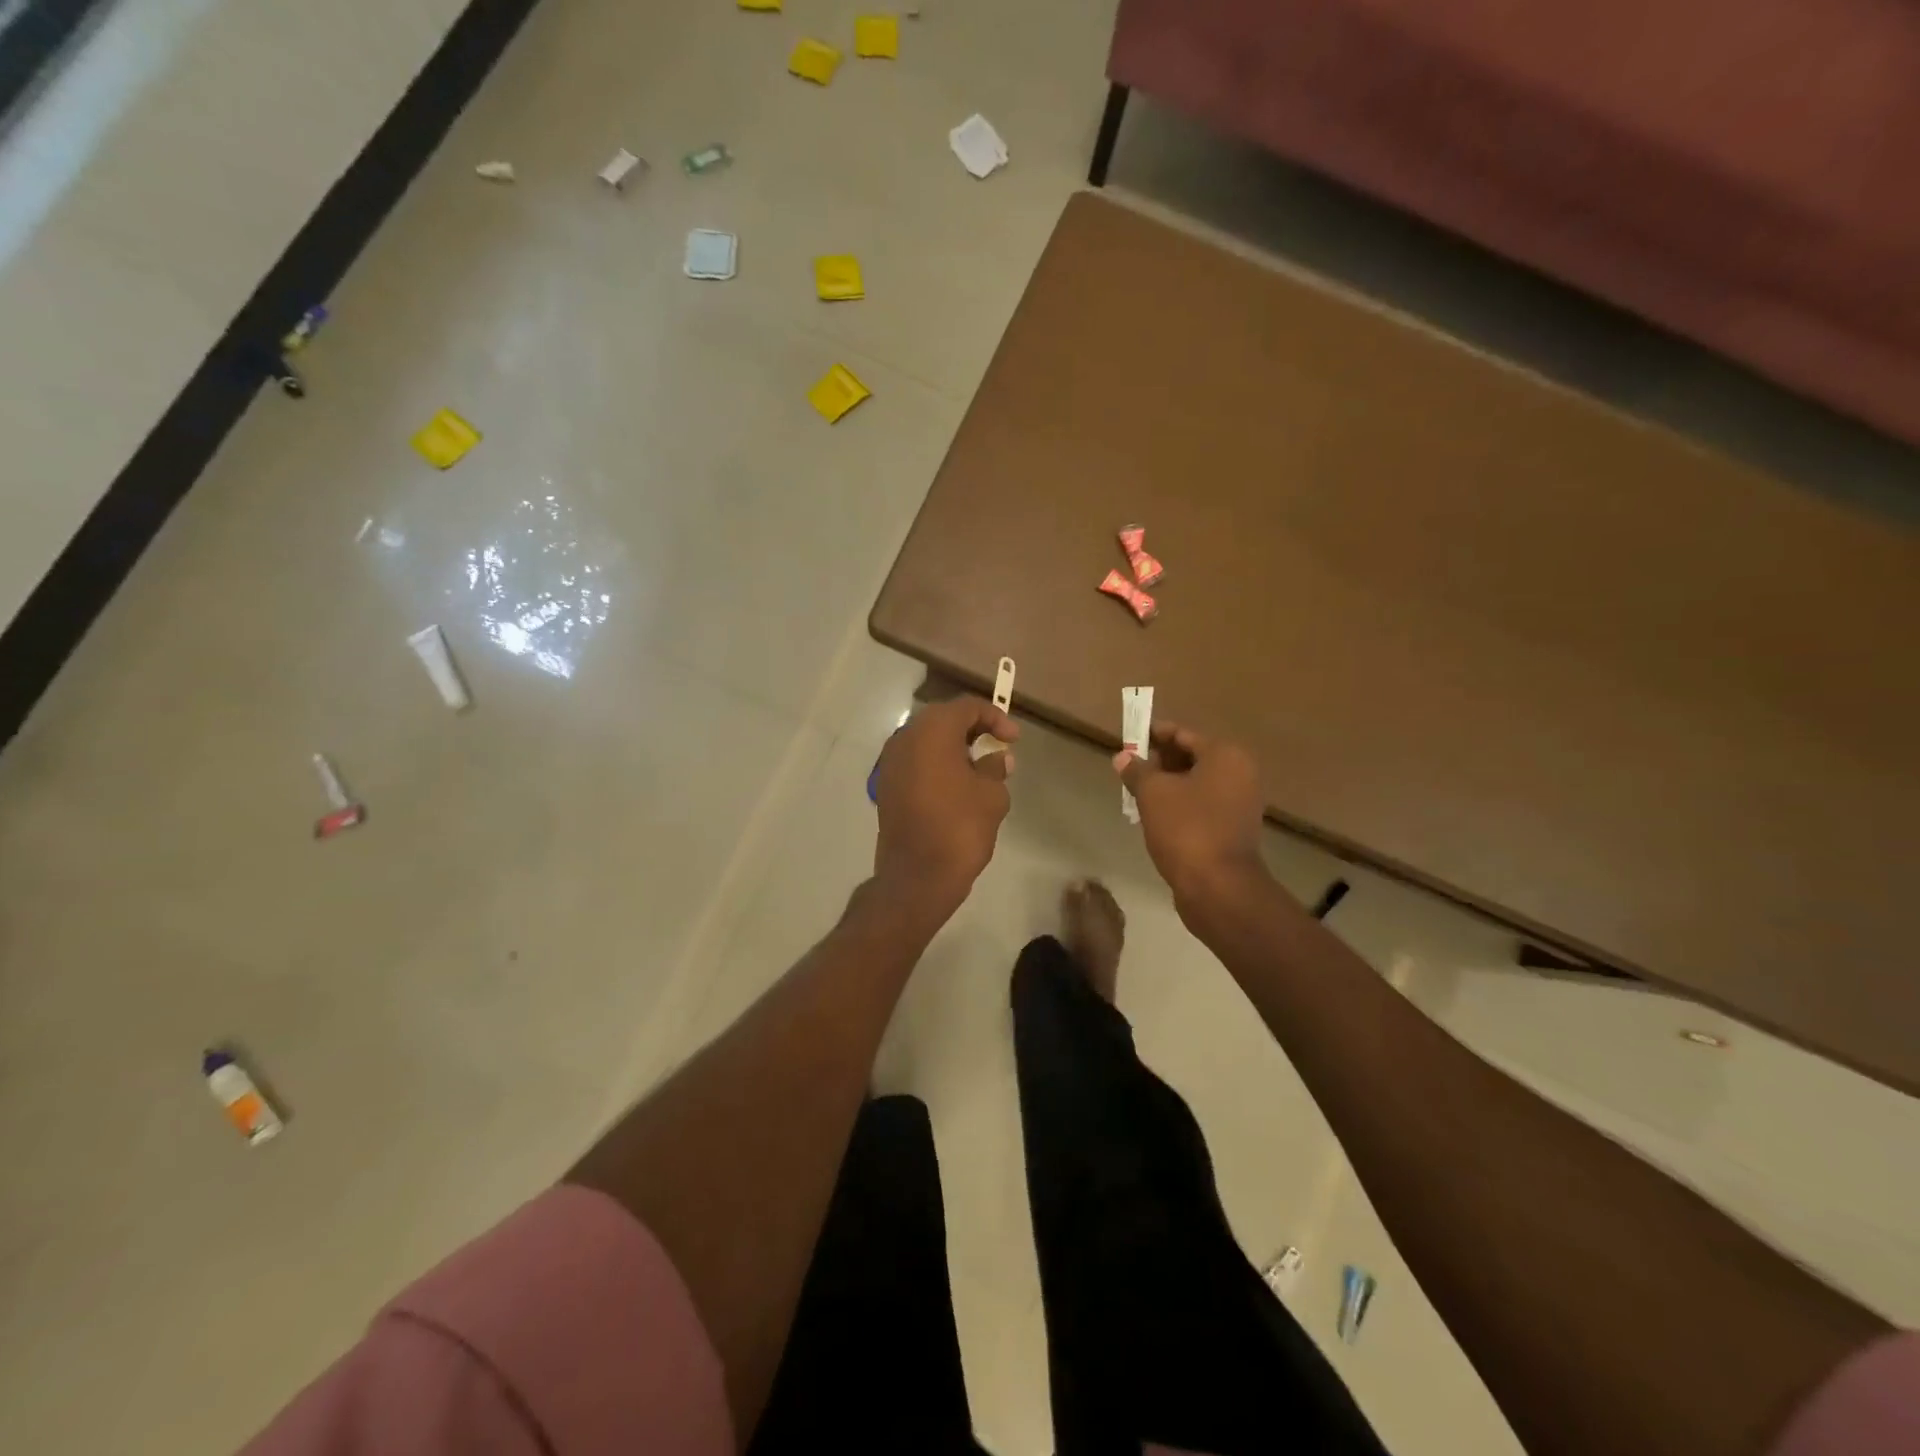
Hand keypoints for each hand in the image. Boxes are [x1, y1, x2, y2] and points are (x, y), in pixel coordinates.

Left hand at [874, 697, 1018, 912]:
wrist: (917, 877)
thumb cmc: (960, 828)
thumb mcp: (991, 795)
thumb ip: (995, 768)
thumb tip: (997, 758)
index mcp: (932, 732)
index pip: (966, 707)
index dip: (995, 718)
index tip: (1013, 739)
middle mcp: (905, 738)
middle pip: (943, 719)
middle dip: (972, 729)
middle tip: (997, 746)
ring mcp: (890, 762)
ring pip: (926, 741)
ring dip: (953, 747)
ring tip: (980, 767)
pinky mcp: (887, 785)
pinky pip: (915, 762)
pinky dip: (936, 764)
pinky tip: (957, 785)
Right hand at [1115, 722, 1268, 909]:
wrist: (1218, 887)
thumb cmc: (1185, 829)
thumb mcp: (1152, 793)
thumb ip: (1137, 770)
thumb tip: (1123, 757)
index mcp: (1225, 755)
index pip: (1182, 734)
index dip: (1153, 735)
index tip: (1128, 739)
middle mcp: (1240, 773)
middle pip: (1192, 757)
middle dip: (1159, 761)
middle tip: (1129, 768)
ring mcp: (1240, 802)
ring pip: (1196, 783)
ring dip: (1168, 784)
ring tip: (1136, 791)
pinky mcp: (1234, 828)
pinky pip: (1202, 805)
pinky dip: (1180, 804)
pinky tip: (1155, 814)